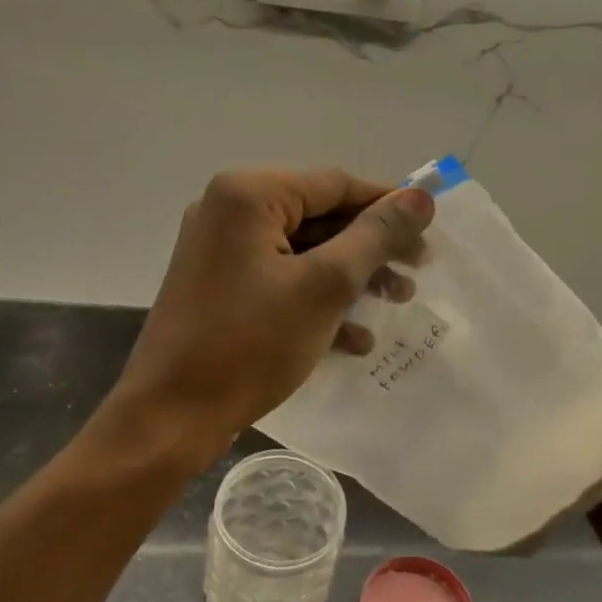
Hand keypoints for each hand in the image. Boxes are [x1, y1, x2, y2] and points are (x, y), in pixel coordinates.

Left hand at [112, 167, 433, 453]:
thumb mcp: (325, 286)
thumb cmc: (250, 344)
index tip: (430, 231)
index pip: (335, 183)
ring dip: (351, 277)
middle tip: (417, 272)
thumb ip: (376, 236)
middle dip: (371, 248)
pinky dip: (318, 300)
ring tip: (397, 302)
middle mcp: (228, 211)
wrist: (170, 418)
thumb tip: (421, 196)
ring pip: (303, 252)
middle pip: (319, 216)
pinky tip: (355, 338)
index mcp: (247, 195)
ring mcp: (220, 251)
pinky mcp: (220, 287)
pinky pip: (280, 279)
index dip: (388, 204)